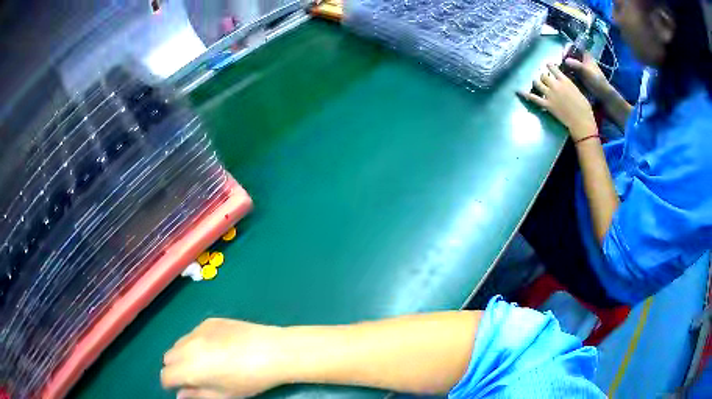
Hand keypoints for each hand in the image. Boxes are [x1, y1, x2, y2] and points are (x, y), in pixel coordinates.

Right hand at [161, 319, 285, 397]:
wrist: (273, 351)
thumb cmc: (249, 380)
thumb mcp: (224, 395)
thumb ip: (197, 395)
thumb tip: (180, 395)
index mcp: (189, 368)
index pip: (166, 375)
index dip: (170, 384)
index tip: (179, 388)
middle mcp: (188, 346)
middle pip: (169, 357)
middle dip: (175, 368)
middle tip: (193, 377)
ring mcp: (198, 330)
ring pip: (179, 343)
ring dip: (184, 354)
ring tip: (205, 363)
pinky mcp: (210, 321)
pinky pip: (194, 333)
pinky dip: (198, 342)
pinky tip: (218, 348)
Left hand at [517, 64, 596, 140]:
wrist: (581, 122)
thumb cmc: (584, 108)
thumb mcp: (578, 91)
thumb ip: (568, 85)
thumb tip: (564, 82)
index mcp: (565, 80)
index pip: (553, 68)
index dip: (549, 66)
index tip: (547, 65)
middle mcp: (555, 85)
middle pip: (543, 75)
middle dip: (543, 76)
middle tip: (543, 79)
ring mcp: (550, 95)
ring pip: (537, 83)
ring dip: (536, 82)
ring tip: (537, 83)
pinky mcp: (546, 105)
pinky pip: (533, 98)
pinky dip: (525, 94)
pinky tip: (518, 91)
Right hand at [564, 52, 611, 101]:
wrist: (604, 97)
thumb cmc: (596, 82)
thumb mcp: (586, 71)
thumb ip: (576, 64)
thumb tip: (565, 60)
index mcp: (586, 56)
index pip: (575, 48)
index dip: (568, 49)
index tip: (562, 55)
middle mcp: (584, 61)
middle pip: (572, 57)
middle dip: (566, 60)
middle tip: (560, 65)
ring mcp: (583, 70)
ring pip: (572, 65)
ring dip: (567, 68)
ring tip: (561, 73)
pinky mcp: (582, 78)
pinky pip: (573, 73)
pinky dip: (569, 75)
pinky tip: (565, 79)